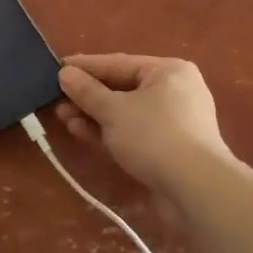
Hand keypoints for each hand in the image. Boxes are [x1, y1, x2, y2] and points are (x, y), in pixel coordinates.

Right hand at [54, 54, 230, 194]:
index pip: (118, 62)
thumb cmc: (154, 136)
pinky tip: (82, 133)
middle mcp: (174, 91)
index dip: (85, 67)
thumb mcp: (114, 110)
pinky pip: (133, 132)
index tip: (56, 69)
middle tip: (56, 100)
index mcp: (168, 71)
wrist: (196, 190)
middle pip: (122, 88)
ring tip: (63, 118)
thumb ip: (87, 91)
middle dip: (88, 96)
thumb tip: (65, 74)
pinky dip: (109, 132)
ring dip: (94, 115)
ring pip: (126, 113)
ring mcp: (174, 122)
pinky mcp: (169, 148)